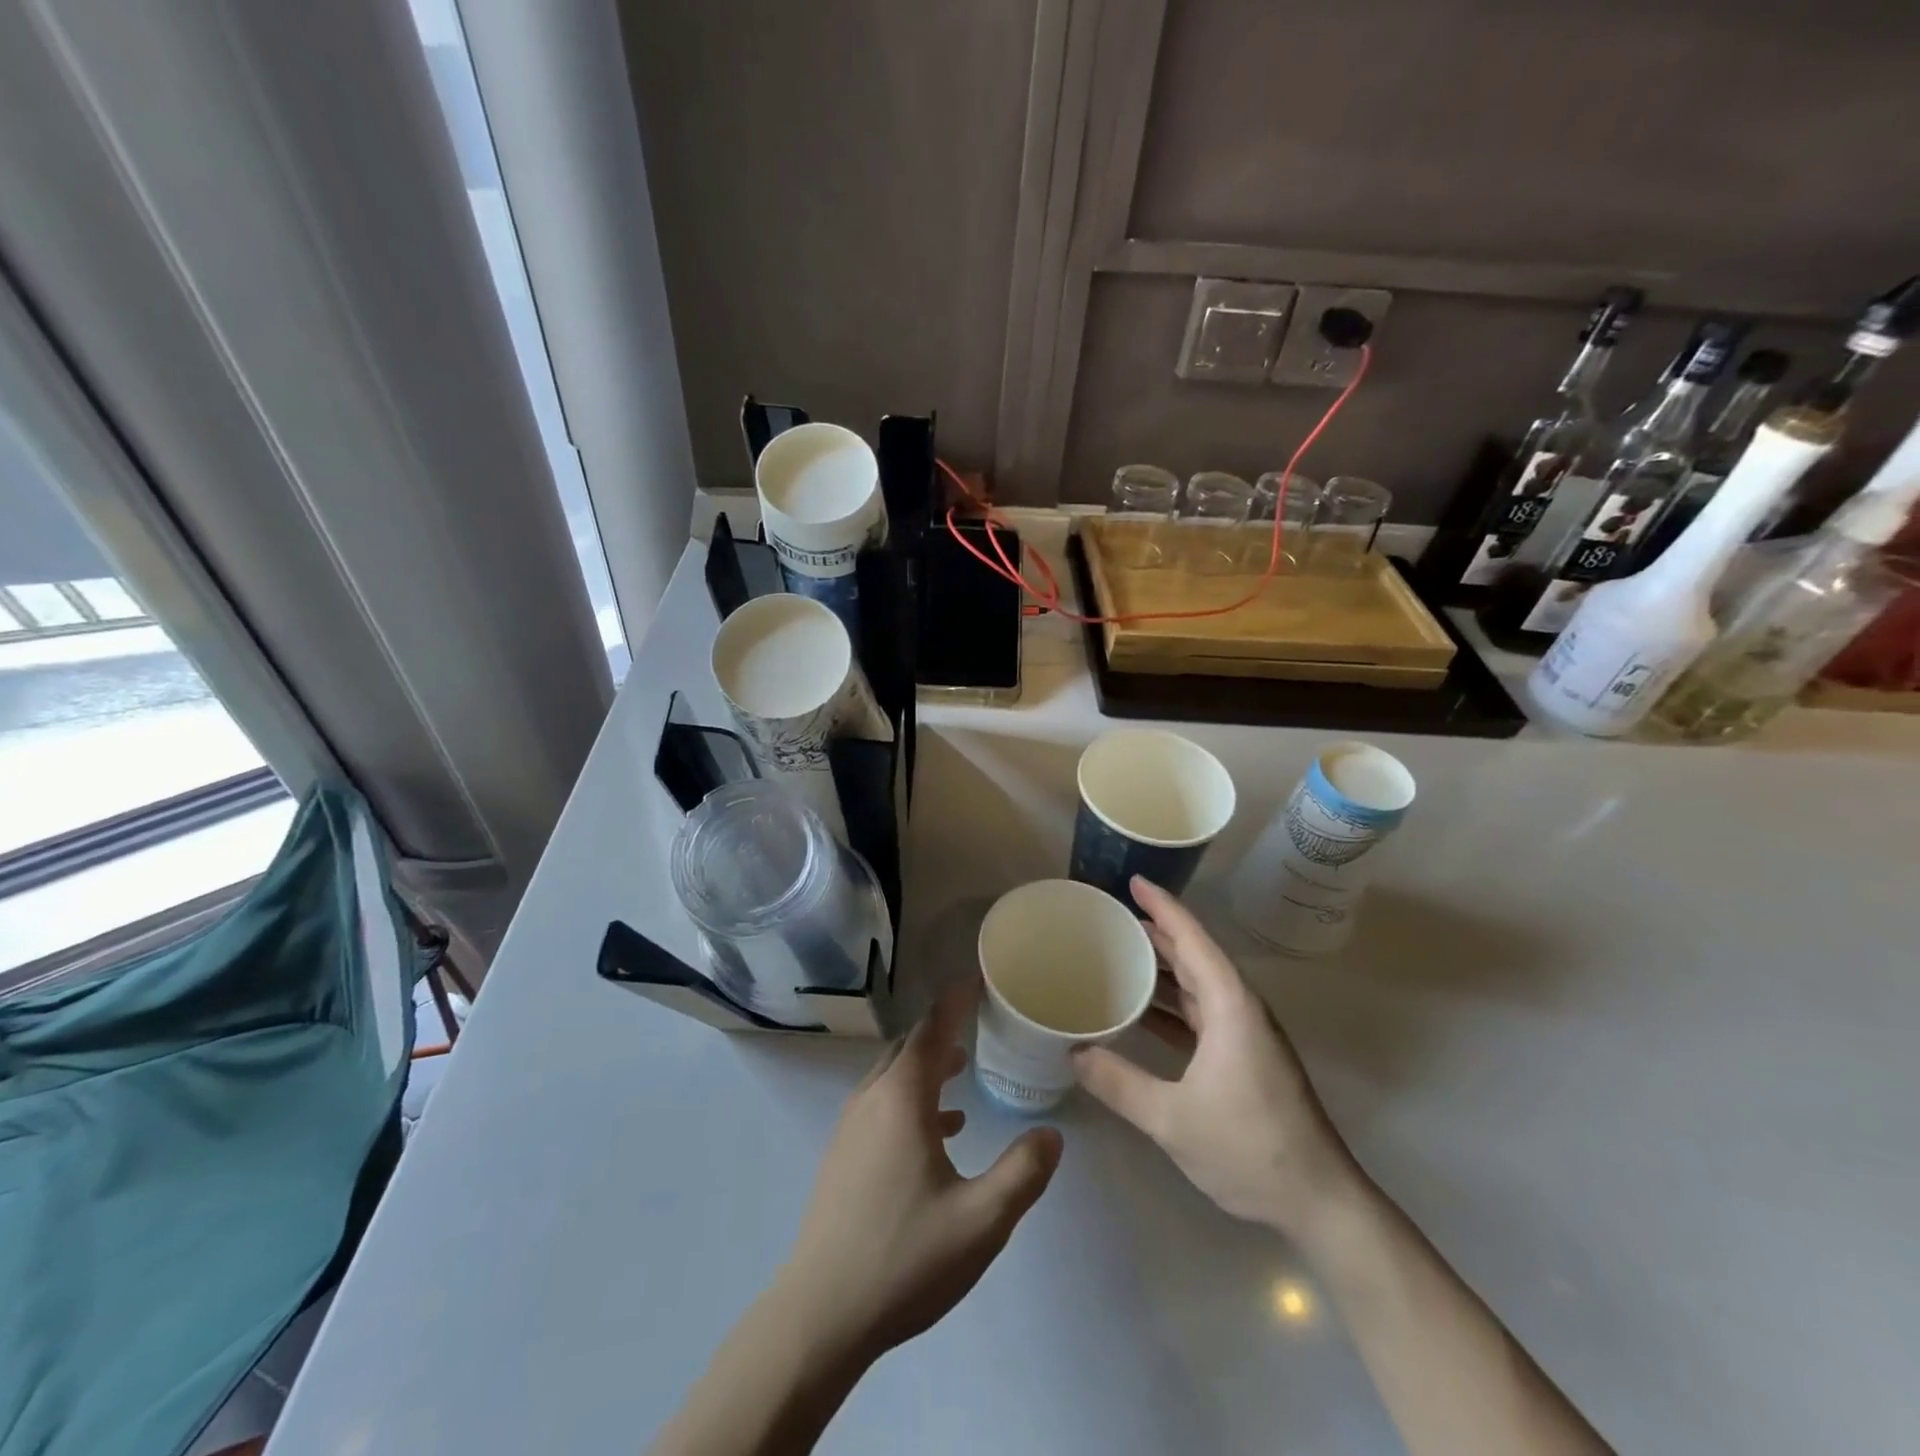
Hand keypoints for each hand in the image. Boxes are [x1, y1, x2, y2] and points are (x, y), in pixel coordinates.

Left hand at [775, 979, 1063, 1364]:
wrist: (821, 1314)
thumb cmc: (904, 1258)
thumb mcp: (981, 1222)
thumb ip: (1022, 1173)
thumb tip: (1051, 1135)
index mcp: (902, 1098)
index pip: (932, 1029)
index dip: (957, 1000)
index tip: (979, 978)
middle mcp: (872, 1098)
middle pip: (909, 1046)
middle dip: (944, 1030)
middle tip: (979, 1023)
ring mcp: (851, 1126)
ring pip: (893, 1075)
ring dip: (927, 1065)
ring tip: (962, 1071)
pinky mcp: (843, 1154)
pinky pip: (882, 1103)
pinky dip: (912, 1098)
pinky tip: (939, 1130)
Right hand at [1072, 877, 1360, 1240]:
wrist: (1320, 1201)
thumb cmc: (1249, 1148)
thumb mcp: (1172, 1118)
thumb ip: (1119, 1083)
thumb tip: (1073, 1052)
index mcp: (1230, 1006)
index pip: (1192, 940)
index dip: (1163, 907)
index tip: (1134, 881)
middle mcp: (1240, 1009)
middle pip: (1195, 955)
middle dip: (1157, 931)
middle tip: (1113, 917)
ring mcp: (1246, 1034)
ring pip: (1199, 984)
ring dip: (1164, 967)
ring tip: (1121, 954)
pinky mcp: (1246, 1057)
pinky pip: (1202, 1012)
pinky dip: (1172, 1003)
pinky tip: (1143, 1012)